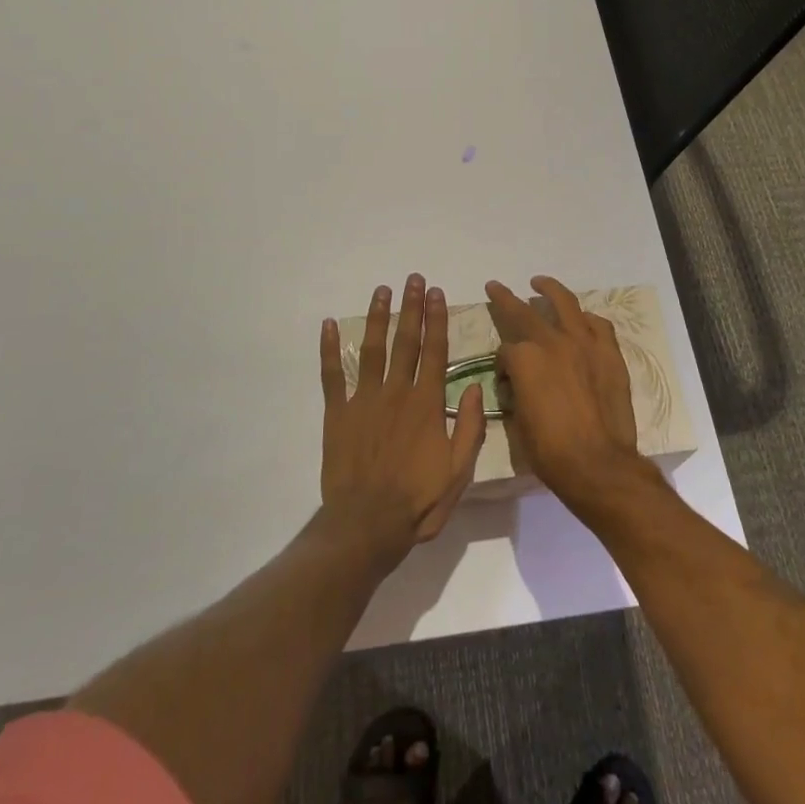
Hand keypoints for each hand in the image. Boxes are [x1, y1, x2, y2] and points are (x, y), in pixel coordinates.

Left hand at [320, 274, 487, 564]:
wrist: (367, 524)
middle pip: (405, 340)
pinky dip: (329, 349)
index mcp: (427, 403)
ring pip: (371, 348)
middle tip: (414, 279)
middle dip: (412, 307)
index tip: (438, 293)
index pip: (434, 351)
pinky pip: (332, 374)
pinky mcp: (337, 413)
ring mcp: (364, 399)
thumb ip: (470, 426)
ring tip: (382, 290)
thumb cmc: (418, 500)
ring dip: (377, 317)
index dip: (437, 319)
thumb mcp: (460, 470)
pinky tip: (327, 325)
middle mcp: (396, 392)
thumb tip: (476, 386)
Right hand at [486, 276, 641, 512]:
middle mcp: (552, 342)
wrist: (598, 464)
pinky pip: (598, 325)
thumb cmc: (550, 451)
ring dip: (549, 289)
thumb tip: (520, 383)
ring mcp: (585, 344)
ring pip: (565, 303)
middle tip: (496, 286)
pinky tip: (582, 319)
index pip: (506, 350)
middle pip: (524, 312)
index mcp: (525, 359)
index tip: (506, 379)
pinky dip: (587, 319)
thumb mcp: (518, 421)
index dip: (502, 364)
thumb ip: (517, 391)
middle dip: (505, 298)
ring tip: (540, 282)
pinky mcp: (610, 353)